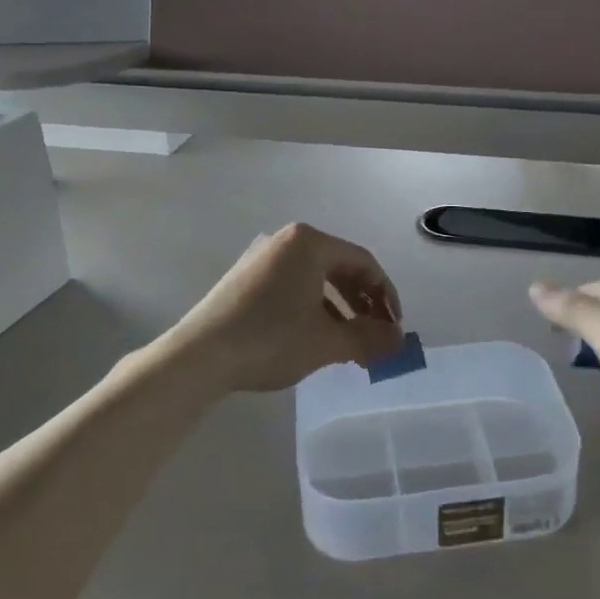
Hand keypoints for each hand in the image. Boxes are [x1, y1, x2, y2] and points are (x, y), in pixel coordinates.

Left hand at [165, 223, 403, 393]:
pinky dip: (313, 307)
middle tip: (376, 334)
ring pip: (315, 279)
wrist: (199, 357)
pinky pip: (292, 285)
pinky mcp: (245, 278)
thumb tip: (400, 342)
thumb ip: (370, 338)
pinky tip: (316, 336)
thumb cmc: (270, 340)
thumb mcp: (327, 342)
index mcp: (309, 243)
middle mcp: (286, 241)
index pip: (363, 262)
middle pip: (339, 267)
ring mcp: (261, 258)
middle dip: (363, 303)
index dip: (386, 295)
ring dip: (340, 308)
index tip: (394, 327)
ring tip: (350, 341)